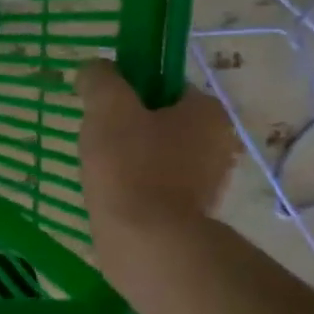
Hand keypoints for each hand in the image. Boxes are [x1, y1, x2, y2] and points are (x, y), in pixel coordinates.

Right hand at [78, 63, 237, 249]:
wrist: (147, 243)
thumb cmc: (131, 166)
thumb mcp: (108, 107)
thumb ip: (100, 78)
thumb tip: (94, 70)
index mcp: (208, 112)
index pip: (165, 85)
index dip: (129, 91)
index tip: (103, 108)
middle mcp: (219, 144)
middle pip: (160, 121)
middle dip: (126, 128)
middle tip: (96, 140)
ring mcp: (208, 184)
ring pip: (156, 156)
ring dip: (128, 159)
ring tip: (100, 172)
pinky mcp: (190, 215)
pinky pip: (155, 187)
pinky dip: (133, 188)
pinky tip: (112, 196)